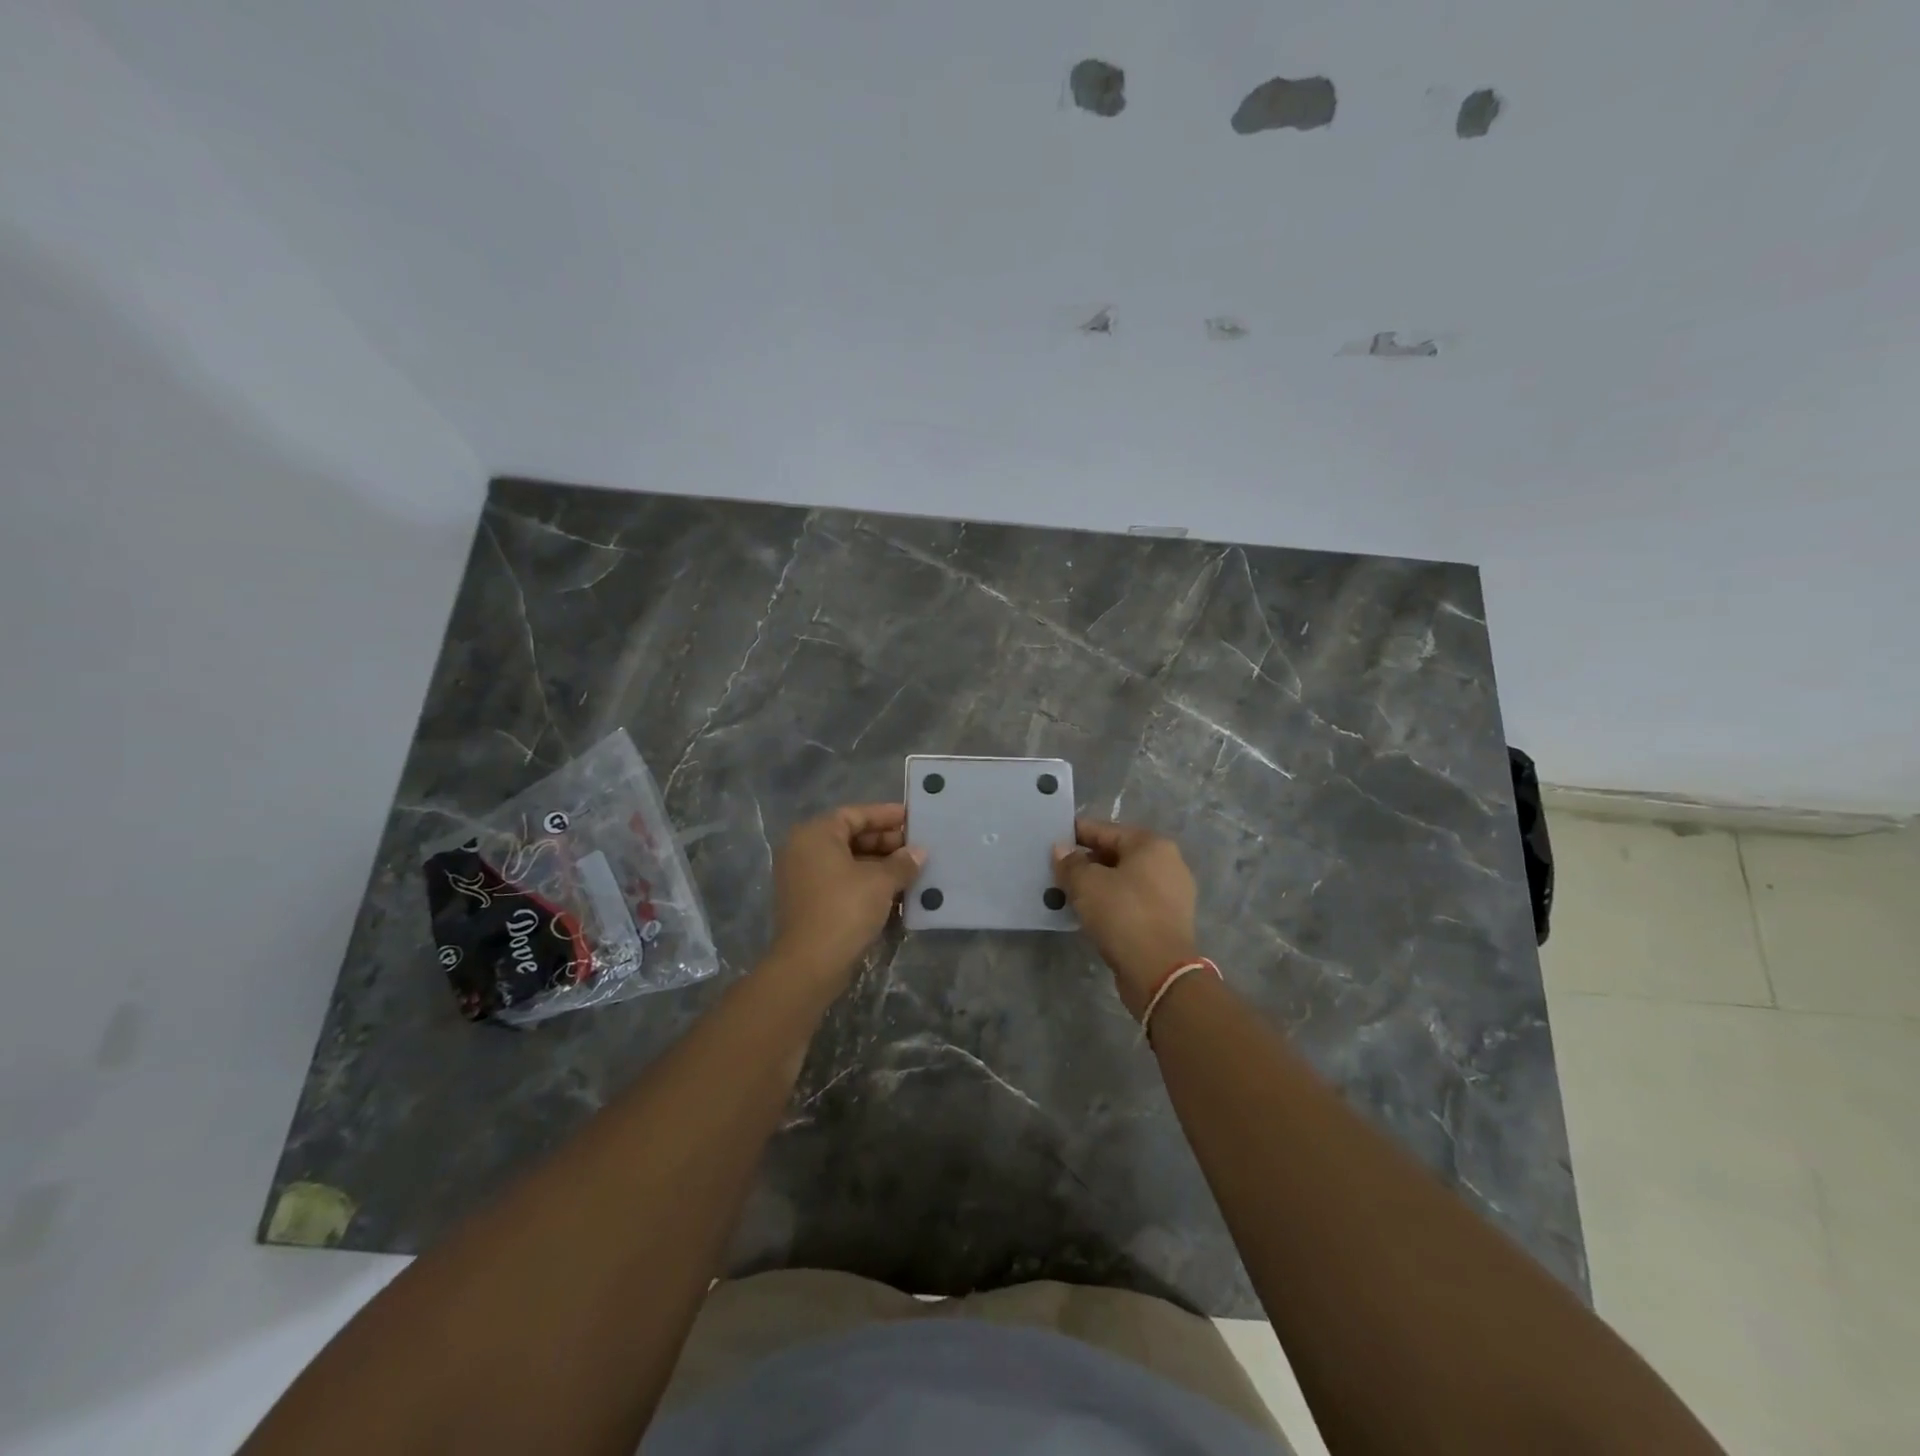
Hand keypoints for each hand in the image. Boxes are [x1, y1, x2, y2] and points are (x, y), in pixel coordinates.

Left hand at [768, 803, 923, 986]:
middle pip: (850, 836)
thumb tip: (919, 852)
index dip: (886, 816)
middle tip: (916, 848)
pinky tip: (893, 890)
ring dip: (878, 864)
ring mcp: (802, 878)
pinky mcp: (808, 902)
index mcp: (816, 835)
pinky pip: (840, 881)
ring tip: (911, 869)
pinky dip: (865, 882)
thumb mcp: (880, 882)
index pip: (855, 814)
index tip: (913, 819)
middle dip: (885, 842)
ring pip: (847, 861)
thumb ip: (902, 862)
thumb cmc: (845, 909)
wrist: (809, 965)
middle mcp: (803, 850)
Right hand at [1053, 818, 1199, 1018]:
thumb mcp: (1087, 884)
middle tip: (1056, 871)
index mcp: (1152, 845)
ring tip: (1068, 893)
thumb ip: (1070, 863)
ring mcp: (1172, 894)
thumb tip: (1061, 850)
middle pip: (1116, 854)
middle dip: (1086, 862)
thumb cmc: (1123, 915)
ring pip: (1124, 880)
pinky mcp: (1168, 921)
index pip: (1105, 830)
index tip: (1052, 840)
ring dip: (1098, 885)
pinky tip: (1090, 914)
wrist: (1160, 972)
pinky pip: (1132, 903)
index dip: (1075, 834)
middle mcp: (1168, 863)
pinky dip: (1112, 904)